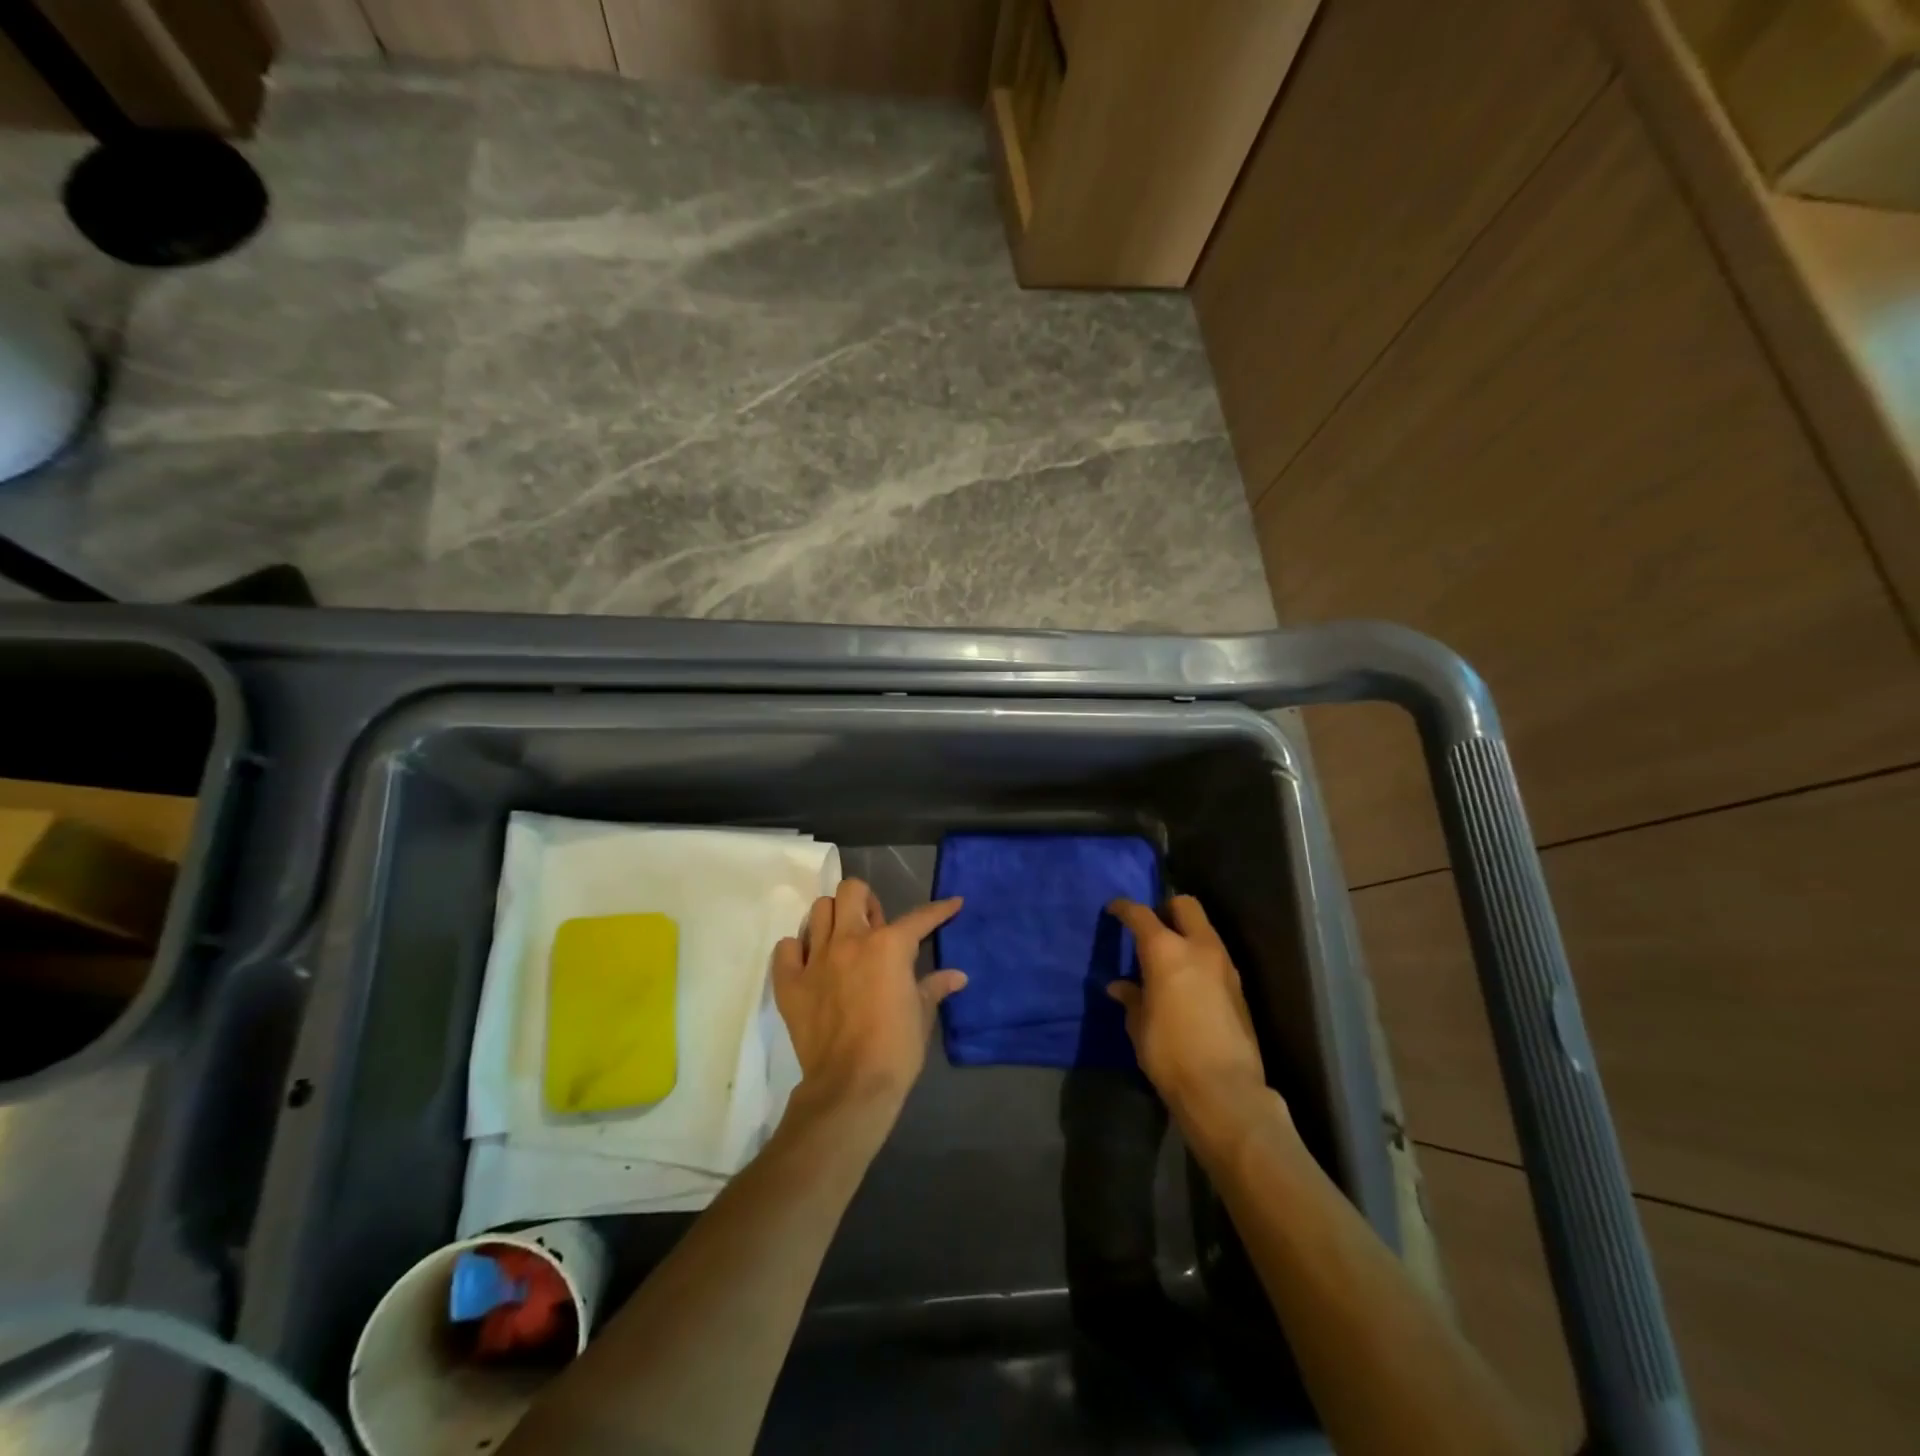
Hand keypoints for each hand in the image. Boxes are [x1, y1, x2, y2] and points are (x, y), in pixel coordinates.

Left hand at [773, 879, 966, 1113]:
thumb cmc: (896, 1049)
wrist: (851, 1087)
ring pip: (818, 911)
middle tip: (874, 927)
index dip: (940, 910)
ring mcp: (816, 959)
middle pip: (851, 891)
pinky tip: (811, 964)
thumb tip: (957, 976)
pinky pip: (786, 948)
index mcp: (888, 945)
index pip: (919, 917)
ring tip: (842, 940)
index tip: (952, 904)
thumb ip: (935, 987)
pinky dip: (797, 950)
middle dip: (865, 901)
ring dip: (833, 919)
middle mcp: (849, 940)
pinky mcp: (790, 983)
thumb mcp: (922, 1015)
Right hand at [1107, 897, 1271, 1133]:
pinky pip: (1215, 956)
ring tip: (1168, 959)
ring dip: (1186, 934)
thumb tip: (1120, 987)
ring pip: (1205, 930)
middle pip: (1185, 905)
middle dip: (1166, 909)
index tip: (1114, 909)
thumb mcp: (1139, 1025)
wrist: (1224, 1090)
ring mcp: (1224, 966)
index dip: (1124, 908)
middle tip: (1150, 929)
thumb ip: (1132, 998)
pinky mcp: (1239, 988)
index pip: (1141, 915)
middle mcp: (1199, 948)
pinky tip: (1187, 983)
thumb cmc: (1169, 1053)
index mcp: (1166, 951)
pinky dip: (1199, 958)